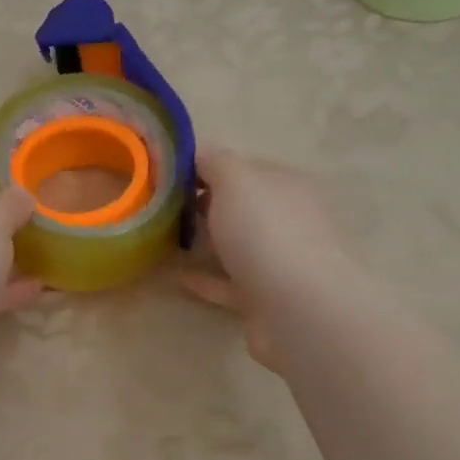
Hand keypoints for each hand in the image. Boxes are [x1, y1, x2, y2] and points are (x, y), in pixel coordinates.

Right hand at [177, 147, 361, 370]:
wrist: (300, 310)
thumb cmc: (267, 232)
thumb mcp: (235, 180)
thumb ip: (213, 160)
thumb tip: (196, 150)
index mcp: (285, 184)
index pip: (243, 166)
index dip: (205, 165)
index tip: (166, 173)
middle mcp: (288, 219)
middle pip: (241, 206)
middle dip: (204, 203)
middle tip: (160, 205)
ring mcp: (280, 261)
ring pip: (236, 245)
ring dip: (205, 241)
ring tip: (164, 238)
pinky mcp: (266, 299)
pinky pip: (228, 283)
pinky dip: (204, 279)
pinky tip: (175, 275)